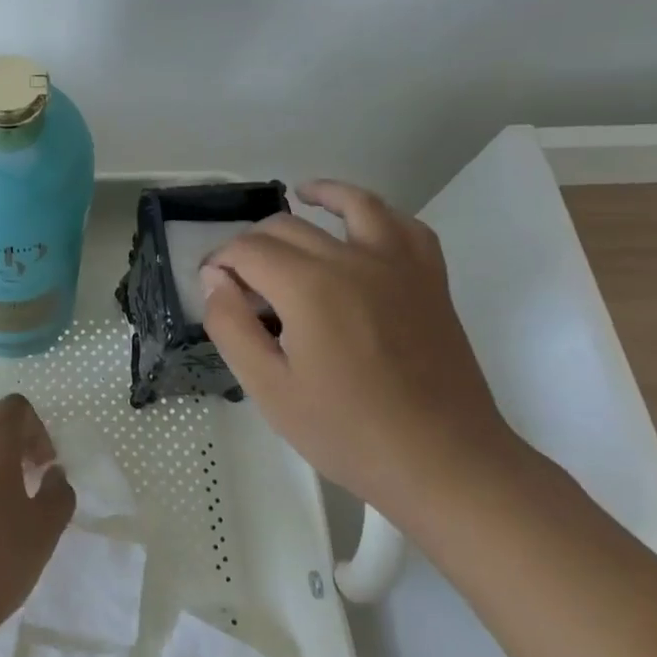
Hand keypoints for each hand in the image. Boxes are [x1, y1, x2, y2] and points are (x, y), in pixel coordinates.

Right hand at [200, 180, 518, 517]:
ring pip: (355, 205)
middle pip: (287, 227)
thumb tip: (215, 280)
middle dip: (253, 243)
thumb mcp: (268, 388)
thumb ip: (231, 326)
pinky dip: (381, 214)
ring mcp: (398, 266)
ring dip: (322, 195)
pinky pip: (406, 226)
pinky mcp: (430, 280)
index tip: (212, 288)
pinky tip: (365, 223)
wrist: (444, 463)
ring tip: (302, 194)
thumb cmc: (347, 432)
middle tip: (241, 280)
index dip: (220, 262)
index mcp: (308, 287)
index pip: (247, 250)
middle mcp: (352, 260)